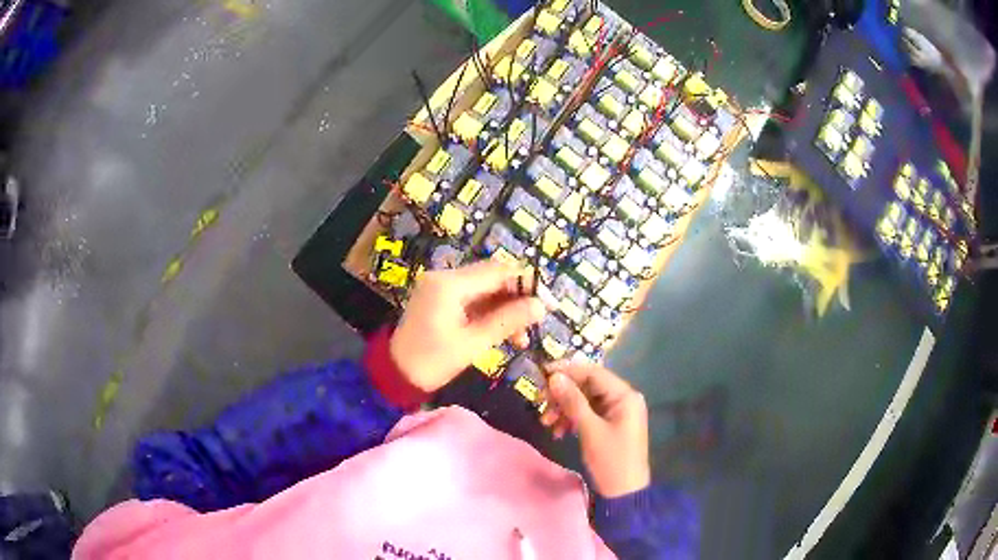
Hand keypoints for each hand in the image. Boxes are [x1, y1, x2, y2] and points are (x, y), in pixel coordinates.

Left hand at [390, 259, 545, 392]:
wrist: (395, 375)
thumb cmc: (432, 362)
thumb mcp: (473, 343)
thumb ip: (507, 321)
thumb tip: (541, 306)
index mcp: (450, 284)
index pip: (498, 272)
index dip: (526, 283)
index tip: (548, 301)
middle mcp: (445, 277)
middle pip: (492, 277)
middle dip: (517, 297)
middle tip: (538, 319)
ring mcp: (441, 286)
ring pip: (484, 288)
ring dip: (505, 307)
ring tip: (522, 334)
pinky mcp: (440, 298)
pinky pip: (472, 297)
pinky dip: (489, 311)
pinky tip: (505, 330)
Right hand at [543, 361, 650, 497]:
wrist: (624, 493)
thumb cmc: (611, 460)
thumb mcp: (590, 430)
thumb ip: (573, 401)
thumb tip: (555, 377)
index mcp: (625, 395)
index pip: (593, 373)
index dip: (568, 371)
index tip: (542, 374)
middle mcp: (623, 399)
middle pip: (588, 386)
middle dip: (563, 394)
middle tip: (540, 402)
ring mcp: (616, 413)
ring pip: (584, 401)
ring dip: (564, 409)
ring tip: (546, 423)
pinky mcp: (609, 425)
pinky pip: (587, 414)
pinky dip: (571, 420)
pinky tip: (558, 432)